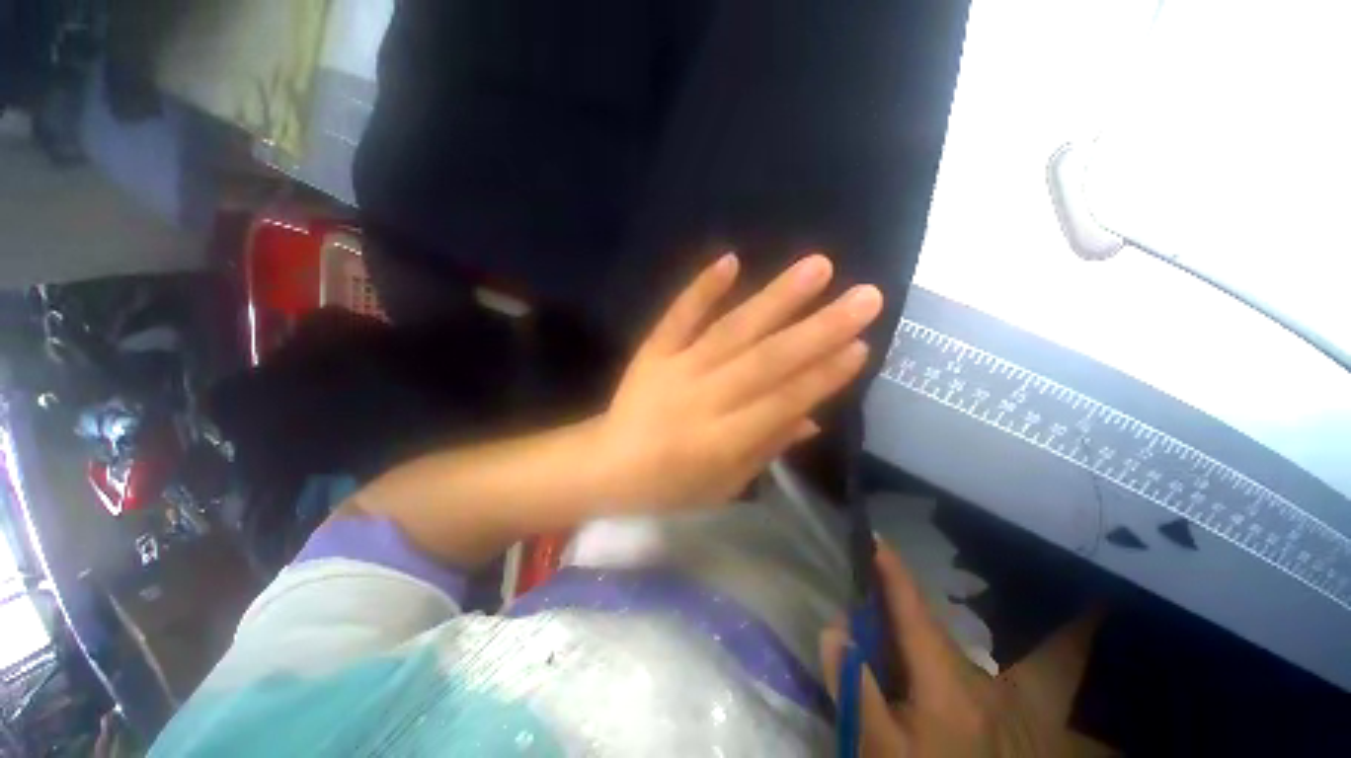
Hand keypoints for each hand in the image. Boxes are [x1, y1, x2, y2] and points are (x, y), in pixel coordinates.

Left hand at [593, 252, 882, 510]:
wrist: (606, 463)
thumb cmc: (669, 484)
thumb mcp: (725, 484)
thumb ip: (768, 448)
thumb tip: (814, 417)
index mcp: (723, 441)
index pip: (784, 401)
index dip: (825, 375)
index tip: (862, 345)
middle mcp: (704, 399)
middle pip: (767, 360)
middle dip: (819, 329)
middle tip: (865, 297)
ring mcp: (676, 368)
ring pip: (732, 330)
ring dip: (776, 298)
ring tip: (818, 267)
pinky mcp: (653, 350)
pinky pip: (678, 316)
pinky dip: (702, 288)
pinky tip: (731, 259)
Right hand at [820, 543, 1039, 756]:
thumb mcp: (882, 749)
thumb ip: (855, 689)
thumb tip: (832, 630)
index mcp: (946, 680)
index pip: (913, 610)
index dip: (893, 570)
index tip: (873, 535)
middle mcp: (974, 676)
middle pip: (928, 623)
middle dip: (895, 596)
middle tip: (863, 576)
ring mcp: (991, 692)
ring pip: (942, 644)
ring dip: (910, 624)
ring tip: (880, 615)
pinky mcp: (995, 707)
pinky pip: (954, 663)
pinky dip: (926, 649)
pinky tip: (910, 663)